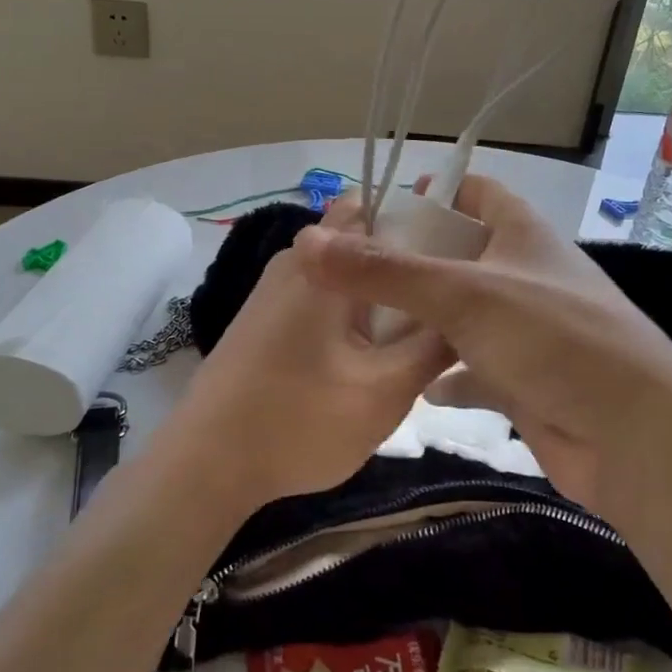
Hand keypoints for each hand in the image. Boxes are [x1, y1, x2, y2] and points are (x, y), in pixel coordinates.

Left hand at [155, 198, 453, 515]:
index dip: (422, 221)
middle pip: (363, 243)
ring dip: (380, 298)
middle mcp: (295, 263)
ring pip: (344, 276)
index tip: (457, 257)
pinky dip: (351, 318)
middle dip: (407, 267)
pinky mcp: (265, 321)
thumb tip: (465, 313)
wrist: (205, 466)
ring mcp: (274, 292)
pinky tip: (370, 359)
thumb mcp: (385, 391)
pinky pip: (322, 301)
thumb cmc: (299, 422)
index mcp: (323, 263)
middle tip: (448, 305)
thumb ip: (433, 346)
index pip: (377, 205)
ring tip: (418, 337)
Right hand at [294, 175, 671, 515]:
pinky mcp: (526, 382)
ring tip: (364, 326)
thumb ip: (386, 272)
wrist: (635, 440)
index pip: (476, 192)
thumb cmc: (554, 342)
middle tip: (351, 275)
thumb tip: (309, 243)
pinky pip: (475, 369)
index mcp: (524, 236)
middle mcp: (527, 276)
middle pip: (461, 255)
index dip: (433, 193)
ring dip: (423, 321)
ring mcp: (528, 332)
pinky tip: (411, 385)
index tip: (380, 209)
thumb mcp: (464, 295)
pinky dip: (446, 374)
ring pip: (463, 316)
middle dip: (411, 263)